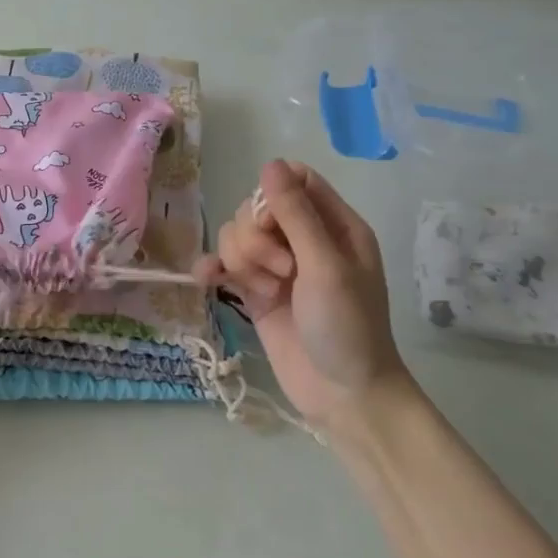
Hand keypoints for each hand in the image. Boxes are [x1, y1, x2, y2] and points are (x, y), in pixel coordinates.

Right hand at [195, 160, 414, 439]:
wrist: (342, 394)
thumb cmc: (348, 327)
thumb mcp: (326, 266)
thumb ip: (296, 215)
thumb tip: (270, 163)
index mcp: (334, 225)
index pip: (293, 180)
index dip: (272, 197)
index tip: (272, 226)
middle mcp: (304, 240)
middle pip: (256, 209)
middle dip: (257, 239)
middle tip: (283, 272)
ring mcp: (276, 266)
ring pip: (236, 236)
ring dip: (243, 261)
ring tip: (268, 292)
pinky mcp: (254, 292)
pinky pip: (223, 264)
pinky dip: (213, 269)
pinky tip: (209, 281)